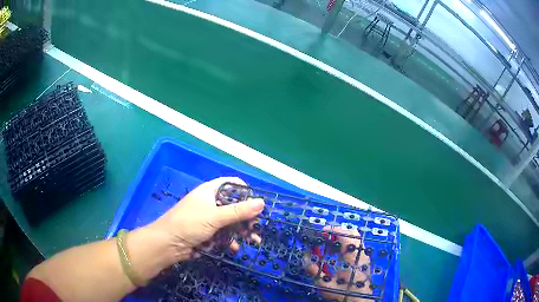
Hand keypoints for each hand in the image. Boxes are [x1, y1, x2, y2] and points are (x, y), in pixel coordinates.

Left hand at [148, 177, 263, 261]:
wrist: (168, 244)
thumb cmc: (189, 224)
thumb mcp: (215, 216)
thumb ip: (238, 211)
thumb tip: (262, 202)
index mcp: (210, 191)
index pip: (231, 184)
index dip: (245, 191)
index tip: (257, 203)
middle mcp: (210, 203)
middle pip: (234, 206)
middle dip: (247, 217)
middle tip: (256, 227)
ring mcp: (209, 219)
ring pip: (230, 222)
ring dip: (242, 231)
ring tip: (253, 241)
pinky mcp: (207, 233)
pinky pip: (223, 234)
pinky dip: (231, 240)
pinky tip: (235, 248)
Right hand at [305, 227, 371, 301]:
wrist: (359, 300)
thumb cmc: (343, 293)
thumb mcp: (325, 284)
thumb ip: (314, 272)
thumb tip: (305, 259)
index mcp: (353, 257)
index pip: (347, 235)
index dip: (334, 230)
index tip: (322, 231)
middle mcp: (361, 253)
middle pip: (353, 233)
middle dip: (338, 232)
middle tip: (325, 237)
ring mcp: (364, 256)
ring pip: (355, 239)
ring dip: (341, 239)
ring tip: (328, 246)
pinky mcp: (364, 260)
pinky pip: (355, 246)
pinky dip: (345, 245)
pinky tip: (336, 254)